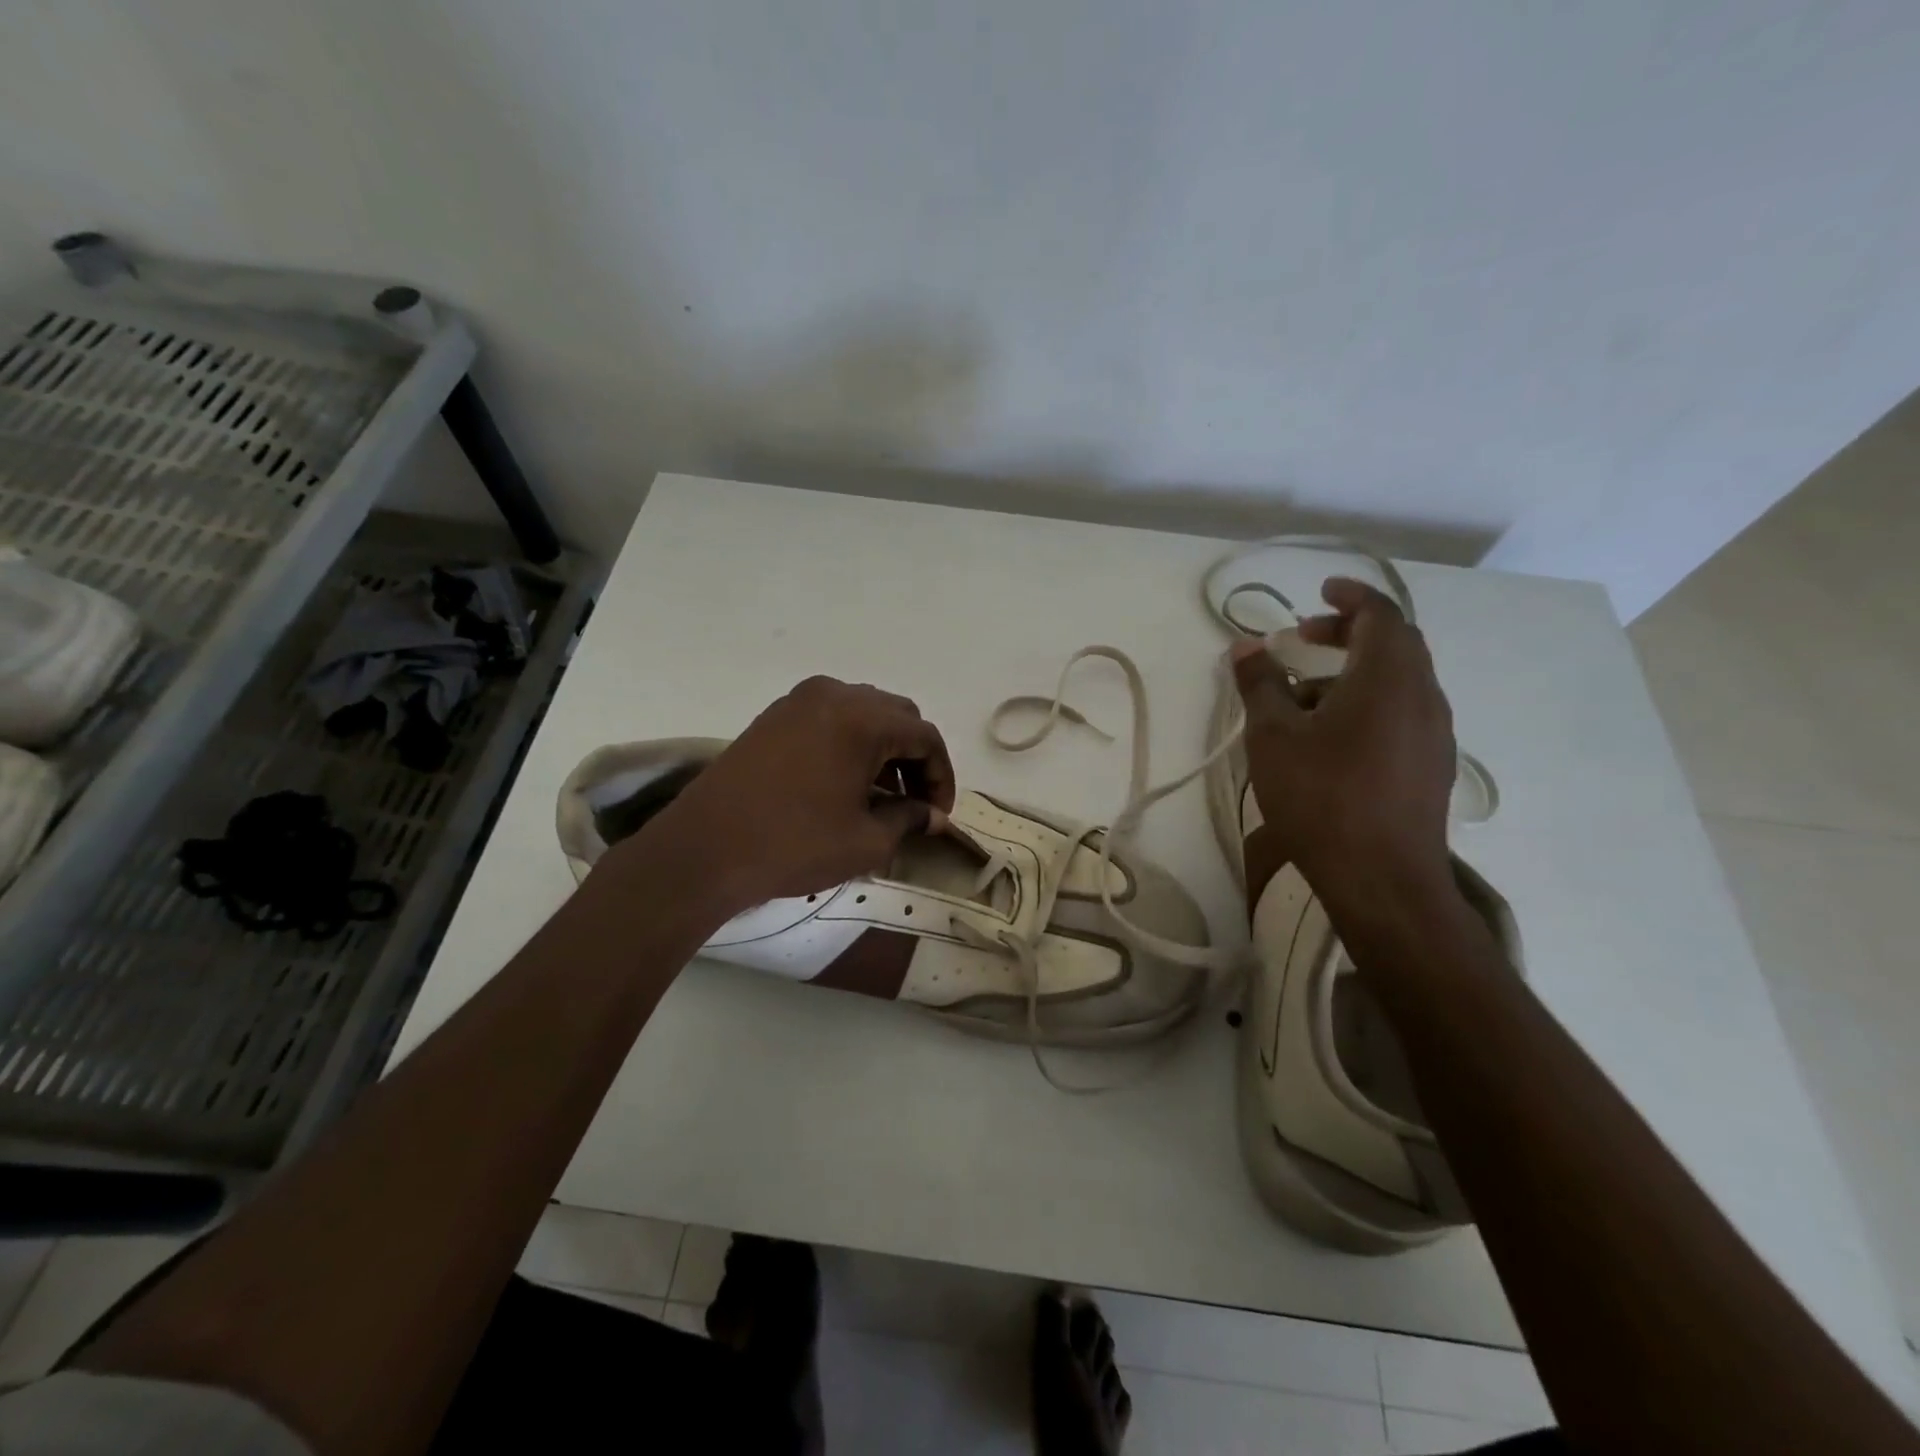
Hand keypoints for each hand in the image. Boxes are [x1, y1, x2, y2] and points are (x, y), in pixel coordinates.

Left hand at [616, 676, 956, 917]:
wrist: (704, 850)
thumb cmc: (795, 844)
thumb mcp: (866, 841)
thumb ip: (909, 819)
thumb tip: (932, 817)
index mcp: (863, 718)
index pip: (925, 737)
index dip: (941, 776)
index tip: (938, 814)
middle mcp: (834, 695)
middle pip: (897, 717)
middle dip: (914, 758)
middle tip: (915, 803)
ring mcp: (799, 702)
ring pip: (863, 713)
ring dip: (883, 748)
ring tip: (882, 795)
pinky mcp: (774, 717)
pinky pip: (830, 719)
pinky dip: (851, 743)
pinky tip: (846, 783)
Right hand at [1229, 578, 1455, 907]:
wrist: (1383, 879)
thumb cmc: (1322, 797)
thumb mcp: (1274, 736)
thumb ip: (1260, 684)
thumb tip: (1245, 645)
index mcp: (1389, 677)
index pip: (1380, 614)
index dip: (1350, 596)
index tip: (1319, 591)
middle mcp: (1423, 696)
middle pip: (1395, 644)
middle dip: (1349, 633)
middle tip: (1304, 639)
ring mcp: (1434, 734)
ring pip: (1398, 681)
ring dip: (1354, 673)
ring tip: (1303, 696)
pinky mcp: (1431, 766)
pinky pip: (1402, 713)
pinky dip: (1368, 703)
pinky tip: (1331, 738)